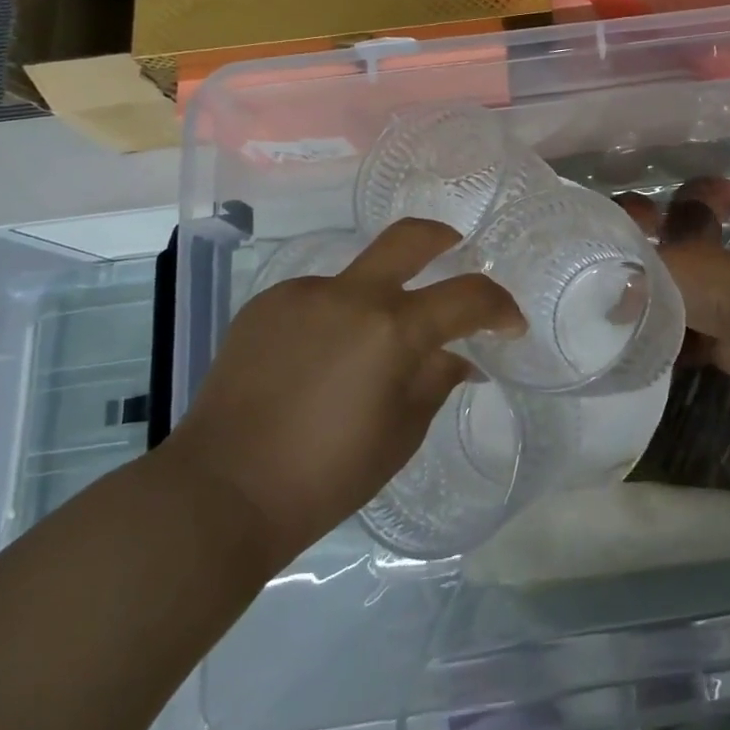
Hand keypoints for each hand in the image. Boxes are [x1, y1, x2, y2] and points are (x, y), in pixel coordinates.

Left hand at [162, 219, 521, 558]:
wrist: (220, 492)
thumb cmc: (325, 475)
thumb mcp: (400, 434)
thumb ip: (435, 380)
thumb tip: (458, 357)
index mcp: (392, 329)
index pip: (467, 296)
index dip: (499, 307)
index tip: (510, 325)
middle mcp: (350, 295)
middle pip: (411, 237)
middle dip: (445, 239)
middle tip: (458, 251)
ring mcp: (303, 294)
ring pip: (358, 278)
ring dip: (378, 302)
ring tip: (364, 356)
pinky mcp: (266, 305)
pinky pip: (318, 300)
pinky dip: (335, 320)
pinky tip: (319, 364)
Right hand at [620, 183, 729, 388]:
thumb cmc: (703, 283)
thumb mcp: (656, 271)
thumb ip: (631, 285)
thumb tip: (611, 310)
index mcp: (691, 251)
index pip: (658, 254)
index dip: (635, 267)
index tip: (609, 285)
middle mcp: (704, 278)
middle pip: (667, 289)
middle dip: (645, 302)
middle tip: (612, 318)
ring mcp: (714, 312)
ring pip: (677, 320)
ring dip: (658, 330)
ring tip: (624, 342)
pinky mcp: (720, 344)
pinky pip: (687, 349)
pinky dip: (672, 355)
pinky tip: (647, 361)